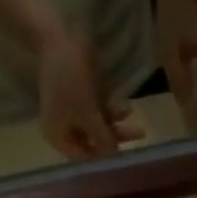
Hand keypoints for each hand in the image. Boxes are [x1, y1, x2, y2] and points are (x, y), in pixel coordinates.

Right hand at [37, 22, 142, 159]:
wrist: (57, 37)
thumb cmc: (69, 80)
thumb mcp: (88, 114)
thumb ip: (102, 138)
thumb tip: (114, 157)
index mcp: (59, 137)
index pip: (84, 158)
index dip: (103, 160)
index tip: (124, 160)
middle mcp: (65, 129)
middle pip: (94, 142)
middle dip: (116, 139)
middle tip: (139, 135)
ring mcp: (74, 114)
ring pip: (99, 127)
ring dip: (117, 124)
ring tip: (135, 117)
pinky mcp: (82, 99)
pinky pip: (100, 111)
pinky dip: (112, 111)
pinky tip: (126, 107)